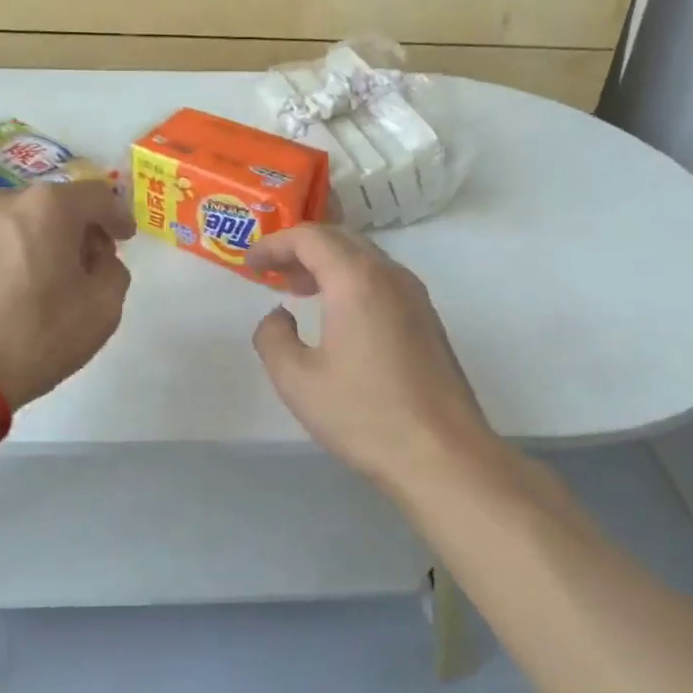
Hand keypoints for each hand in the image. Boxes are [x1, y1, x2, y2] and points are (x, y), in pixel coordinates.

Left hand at [0, 181, 134, 407]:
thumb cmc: (37, 336)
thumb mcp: (103, 307)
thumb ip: (114, 269)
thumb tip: (97, 257)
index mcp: (48, 206)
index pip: (97, 195)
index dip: (118, 215)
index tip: (126, 238)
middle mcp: (5, 199)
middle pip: (58, 203)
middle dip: (80, 228)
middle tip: (91, 262)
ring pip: (25, 218)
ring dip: (46, 238)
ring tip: (53, 277)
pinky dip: (17, 250)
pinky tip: (20, 285)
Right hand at [248, 225, 496, 486]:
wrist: (443, 456)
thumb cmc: (364, 414)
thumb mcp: (296, 380)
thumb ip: (272, 337)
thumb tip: (278, 316)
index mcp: (356, 279)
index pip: (310, 237)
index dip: (274, 244)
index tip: (250, 264)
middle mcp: (390, 276)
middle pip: (340, 239)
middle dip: (301, 249)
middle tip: (271, 273)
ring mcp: (416, 297)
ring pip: (365, 259)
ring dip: (328, 265)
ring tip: (298, 291)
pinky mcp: (428, 321)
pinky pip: (382, 281)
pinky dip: (351, 282)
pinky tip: (337, 315)